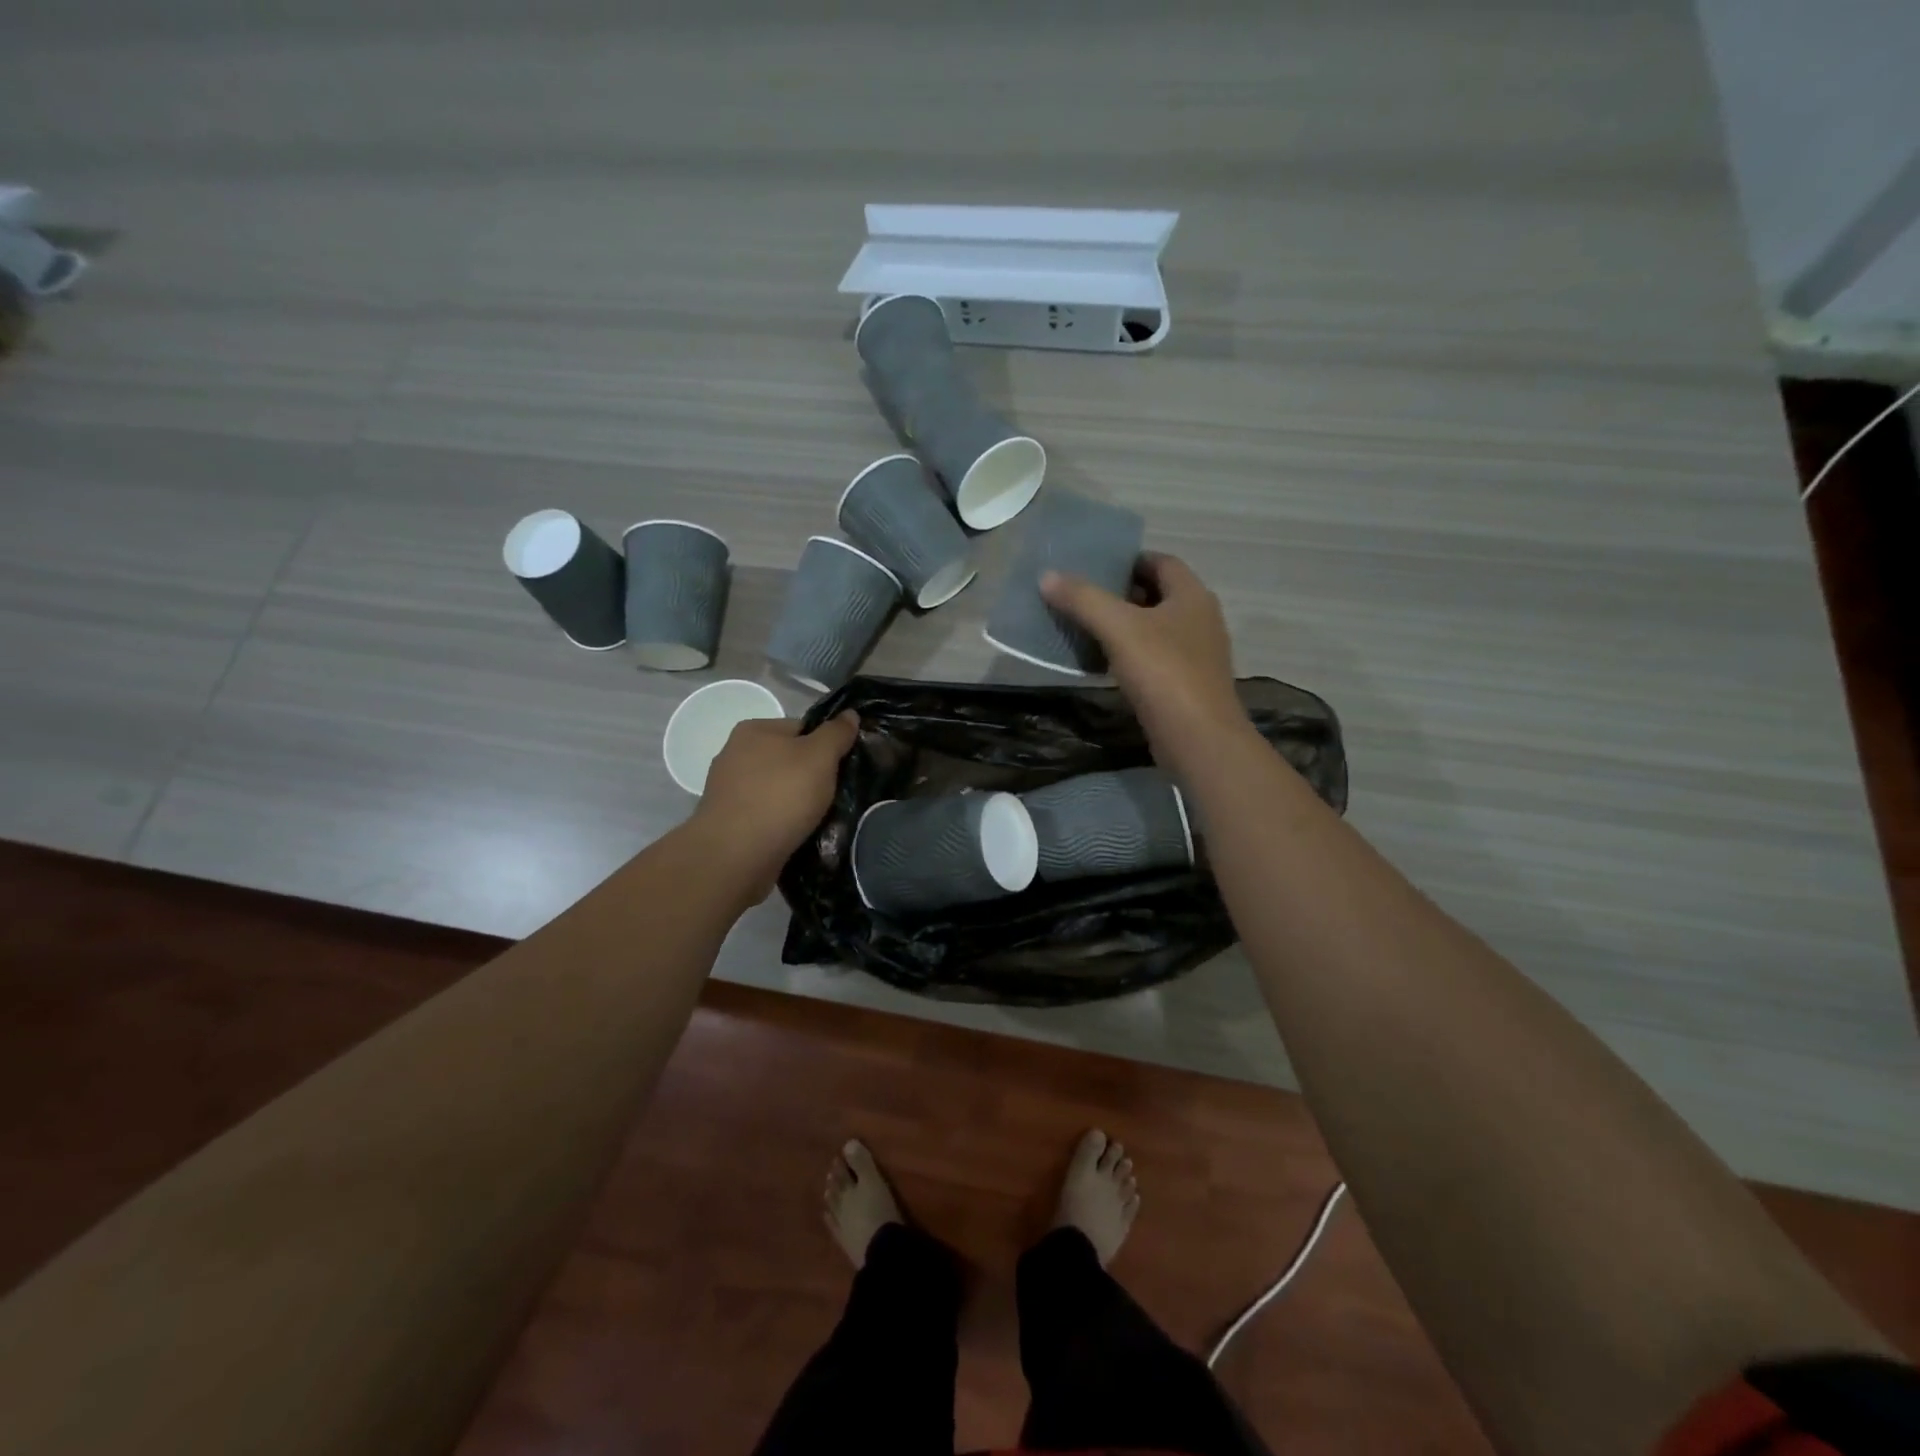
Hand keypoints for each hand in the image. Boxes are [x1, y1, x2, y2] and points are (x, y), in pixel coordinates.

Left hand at [689, 711, 859, 899]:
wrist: (735, 856)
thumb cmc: (780, 796)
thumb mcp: (819, 757)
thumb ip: (836, 733)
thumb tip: (850, 714)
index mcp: (754, 730)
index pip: (803, 728)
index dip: (827, 746)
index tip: (843, 768)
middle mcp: (736, 754)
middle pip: (790, 760)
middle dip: (813, 777)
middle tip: (836, 796)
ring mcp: (730, 791)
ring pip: (779, 790)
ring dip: (799, 804)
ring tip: (821, 820)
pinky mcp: (730, 822)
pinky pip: (767, 816)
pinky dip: (783, 823)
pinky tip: (798, 835)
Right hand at [1041, 554, 1249, 768]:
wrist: (1198, 739)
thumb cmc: (1163, 673)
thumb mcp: (1118, 629)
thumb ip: (1083, 600)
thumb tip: (1047, 576)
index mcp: (1192, 596)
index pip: (1161, 562)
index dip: (1128, 560)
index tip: (1093, 567)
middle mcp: (1200, 619)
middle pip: (1158, 595)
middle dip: (1121, 593)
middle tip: (1081, 597)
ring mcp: (1196, 655)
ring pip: (1155, 629)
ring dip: (1124, 627)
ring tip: (1085, 628)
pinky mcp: (1186, 685)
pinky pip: (1154, 659)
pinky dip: (1130, 655)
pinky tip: (1103, 664)